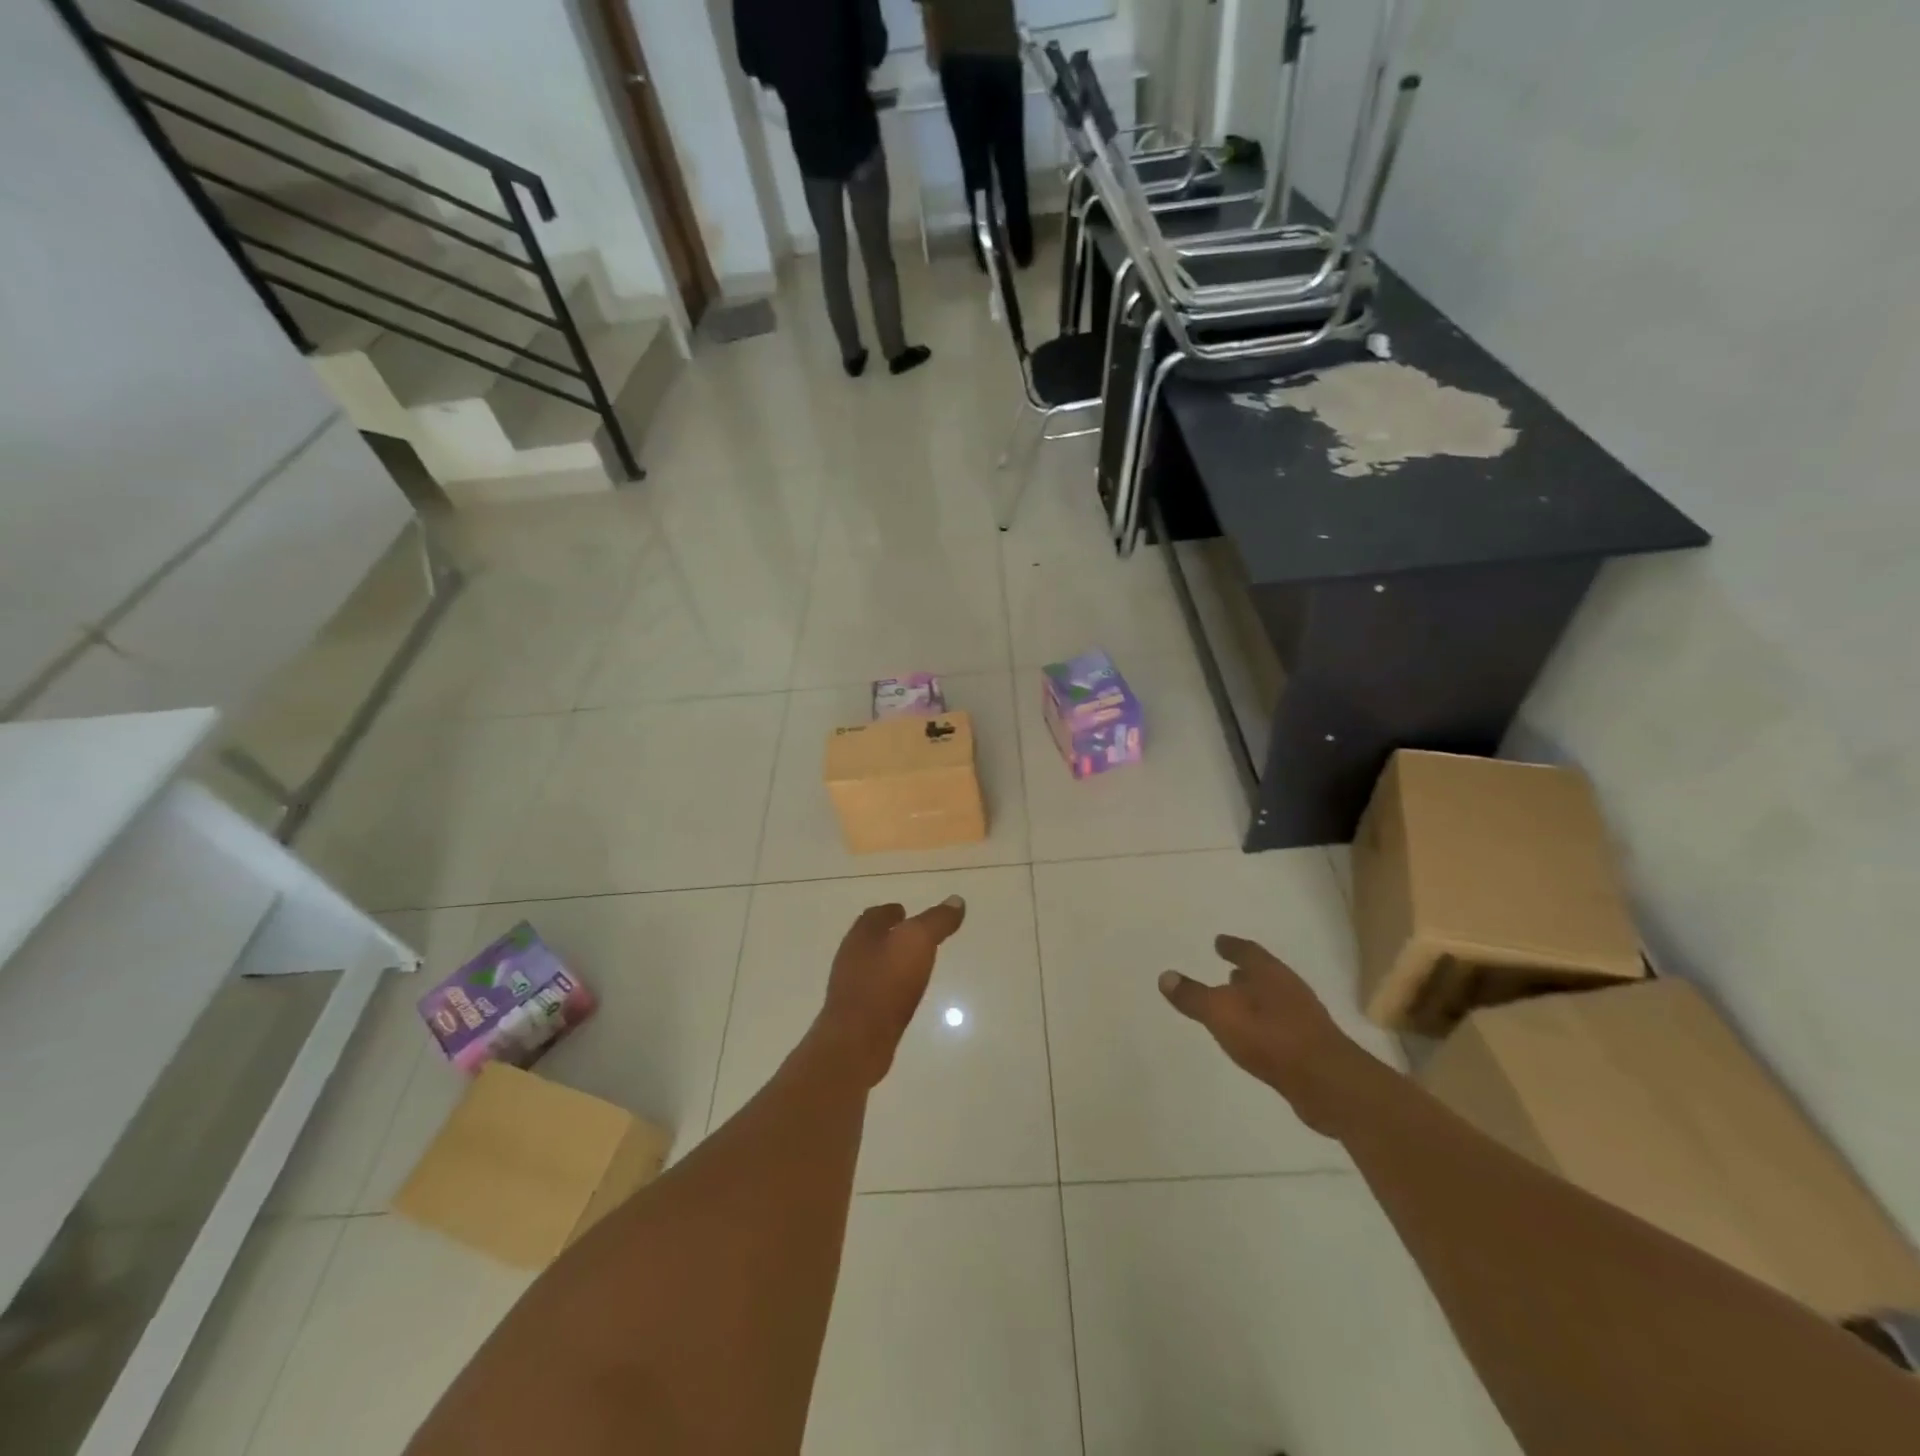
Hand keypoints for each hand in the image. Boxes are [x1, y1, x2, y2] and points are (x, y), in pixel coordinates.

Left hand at [818, 896, 966, 1085]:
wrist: (857, 1041)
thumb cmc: (886, 983)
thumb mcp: (918, 942)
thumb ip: (937, 921)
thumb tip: (956, 900)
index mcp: (862, 935)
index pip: (875, 915)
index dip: (891, 912)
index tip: (906, 912)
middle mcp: (851, 957)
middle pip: (870, 939)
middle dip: (889, 935)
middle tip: (912, 937)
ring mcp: (850, 987)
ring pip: (871, 966)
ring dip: (889, 962)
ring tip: (912, 966)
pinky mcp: (855, 1015)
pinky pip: (874, 992)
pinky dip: (888, 988)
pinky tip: (902, 996)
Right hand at [1159, 935, 1366, 1135]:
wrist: (1328, 1083)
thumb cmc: (1270, 1037)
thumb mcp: (1220, 1013)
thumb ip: (1193, 996)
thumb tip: (1165, 976)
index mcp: (1269, 973)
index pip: (1247, 951)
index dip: (1231, 946)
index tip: (1219, 941)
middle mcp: (1289, 989)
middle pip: (1264, 974)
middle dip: (1246, 973)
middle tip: (1228, 971)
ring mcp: (1304, 1018)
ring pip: (1274, 1000)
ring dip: (1256, 999)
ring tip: (1238, 1004)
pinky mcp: (1311, 1047)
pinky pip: (1281, 1026)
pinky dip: (1265, 1025)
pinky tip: (1256, 1038)